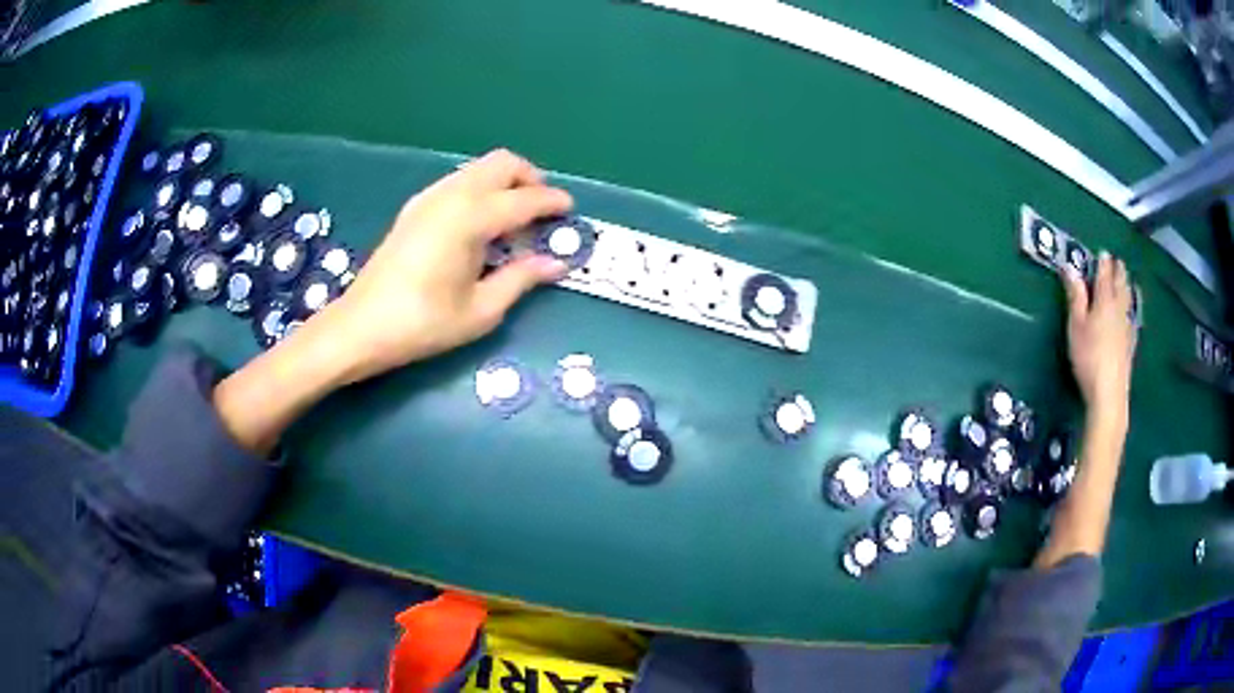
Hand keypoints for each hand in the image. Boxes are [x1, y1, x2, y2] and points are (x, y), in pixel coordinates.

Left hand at [318, 149, 571, 383]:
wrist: (360, 327)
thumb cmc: (422, 324)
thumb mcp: (481, 310)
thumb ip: (521, 279)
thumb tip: (555, 264)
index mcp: (471, 218)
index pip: (524, 198)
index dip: (552, 202)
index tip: (570, 212)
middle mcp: (452, 195)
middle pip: (502, 162)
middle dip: (530, 178)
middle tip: (542, 211)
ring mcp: (429, 197)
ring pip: (479, 168)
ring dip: (504, 183)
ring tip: (513, 221)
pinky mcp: (415, 207)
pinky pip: (459, 181)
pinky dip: (481, 190)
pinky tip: (480, 226)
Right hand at [1060, 252, 1136, 426]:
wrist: (1109, 393)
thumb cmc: (1088, 357)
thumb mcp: (1076, 326)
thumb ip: (1075, 297)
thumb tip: (1070, 268)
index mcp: (1104, 301)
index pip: (1104, 275)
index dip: (1103, 263)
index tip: (1103, 252)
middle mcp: (1118, 309)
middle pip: (1120, 285)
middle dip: (1118, 272)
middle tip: (1118, 262)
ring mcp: (1127, 327)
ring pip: (1128, 301)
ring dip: (1127, 288)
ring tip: (1127, 281)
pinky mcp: (1130, 345)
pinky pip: (1133, 319)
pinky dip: (1132, 310)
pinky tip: (1133, 313)